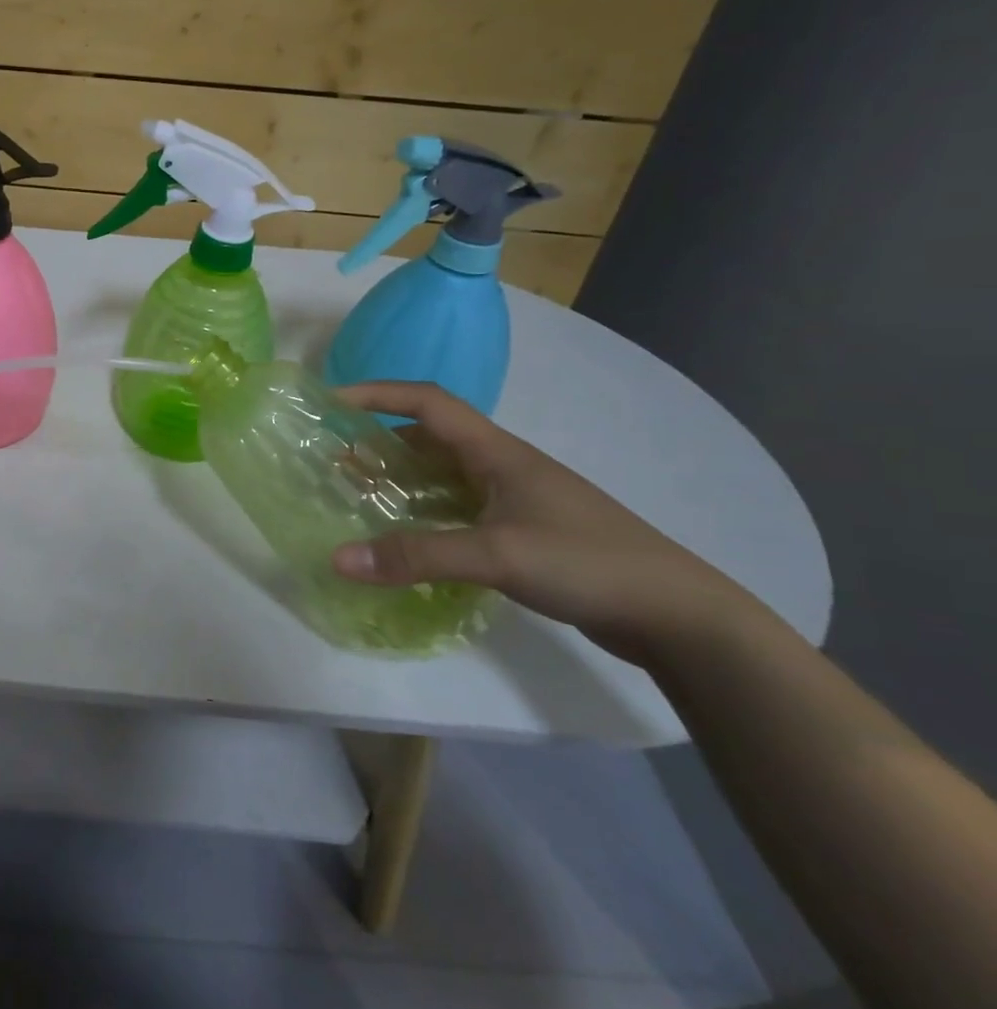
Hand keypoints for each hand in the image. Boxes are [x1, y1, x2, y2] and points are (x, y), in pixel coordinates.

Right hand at [330, 381, 762, 666]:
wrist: (678, 614)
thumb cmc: (588, 562)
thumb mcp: (497, 555)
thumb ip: (416, 556)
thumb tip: (337, 558)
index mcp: (497, 452)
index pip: (428, 402)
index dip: (378, 394)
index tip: (331, 402)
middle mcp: (500, 466)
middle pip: (429, 438)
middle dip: (379, 441)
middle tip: (334, 460)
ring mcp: (512, 499)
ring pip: (442, 476)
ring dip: (399, 479)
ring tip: (357, 495)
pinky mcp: (520, 532)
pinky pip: (455, 510)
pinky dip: (422, 514)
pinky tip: (404, 539)